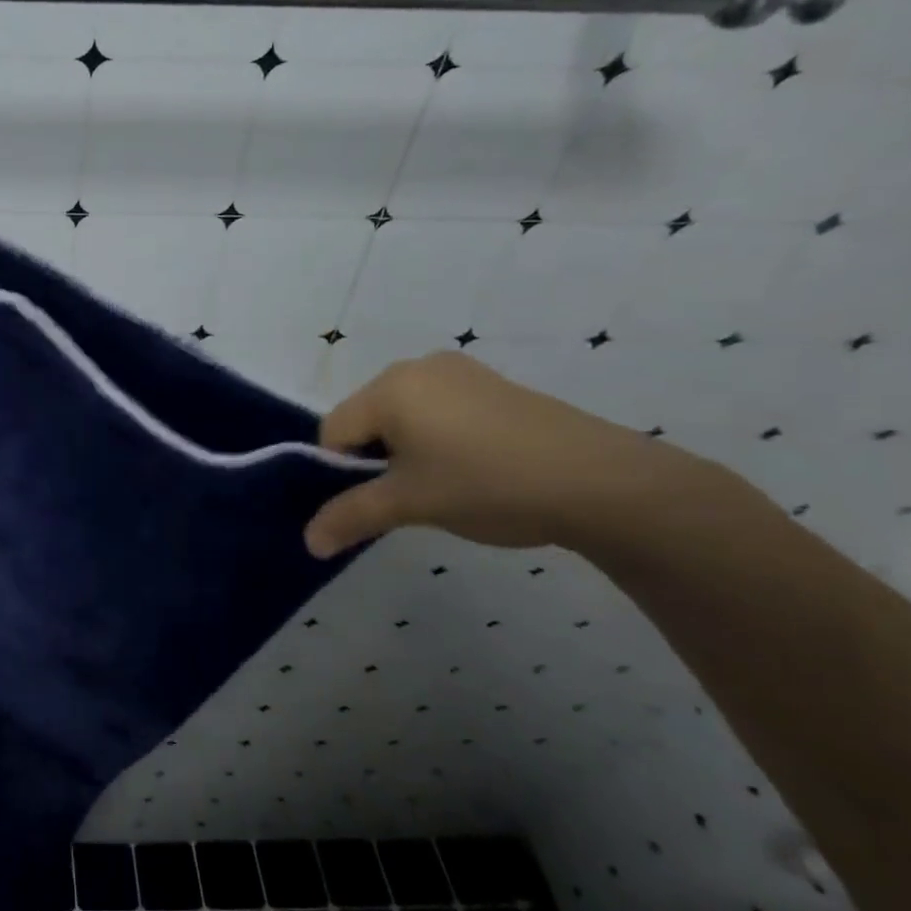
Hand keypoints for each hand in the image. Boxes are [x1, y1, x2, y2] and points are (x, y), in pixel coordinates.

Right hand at [303, 351, 694, 557]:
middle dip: (376, 459)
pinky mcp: (493, 385)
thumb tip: (307, 543)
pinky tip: (475, 467)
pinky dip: (440, 439)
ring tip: (447, 483)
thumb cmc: (486, 485)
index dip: (345, 472)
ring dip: (408, 451)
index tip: (382, 500)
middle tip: (413, 495)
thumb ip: (350, 517)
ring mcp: (459, 371)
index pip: (333, 432)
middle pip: (366, 420)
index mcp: (388, 387)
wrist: (603, 482)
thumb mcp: (410, 505)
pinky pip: (440, 410)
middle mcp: (416, 367)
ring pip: (403, 416)